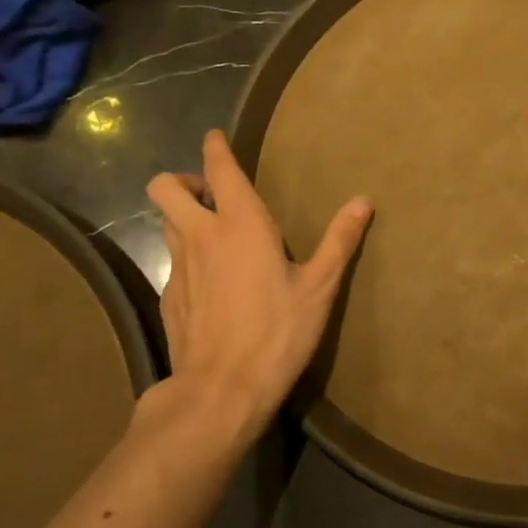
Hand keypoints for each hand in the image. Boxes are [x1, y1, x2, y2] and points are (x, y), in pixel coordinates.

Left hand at [139, 130, 371, 447]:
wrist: (222, 389)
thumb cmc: (278, 332)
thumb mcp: (320, 287)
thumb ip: (339, 241)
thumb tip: (363, 201)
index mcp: (241, 224)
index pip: (218, 170)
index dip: (214, 148)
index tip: (215, 138)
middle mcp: (201, 236)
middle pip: (164, 187)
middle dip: (181, 180)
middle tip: (210, 195)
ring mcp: (178, 267)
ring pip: (164, 222)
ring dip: (181, 215)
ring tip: (211, 232)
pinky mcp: (168, 297)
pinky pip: (171, 260)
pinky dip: (185, 256)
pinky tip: (210, 281)